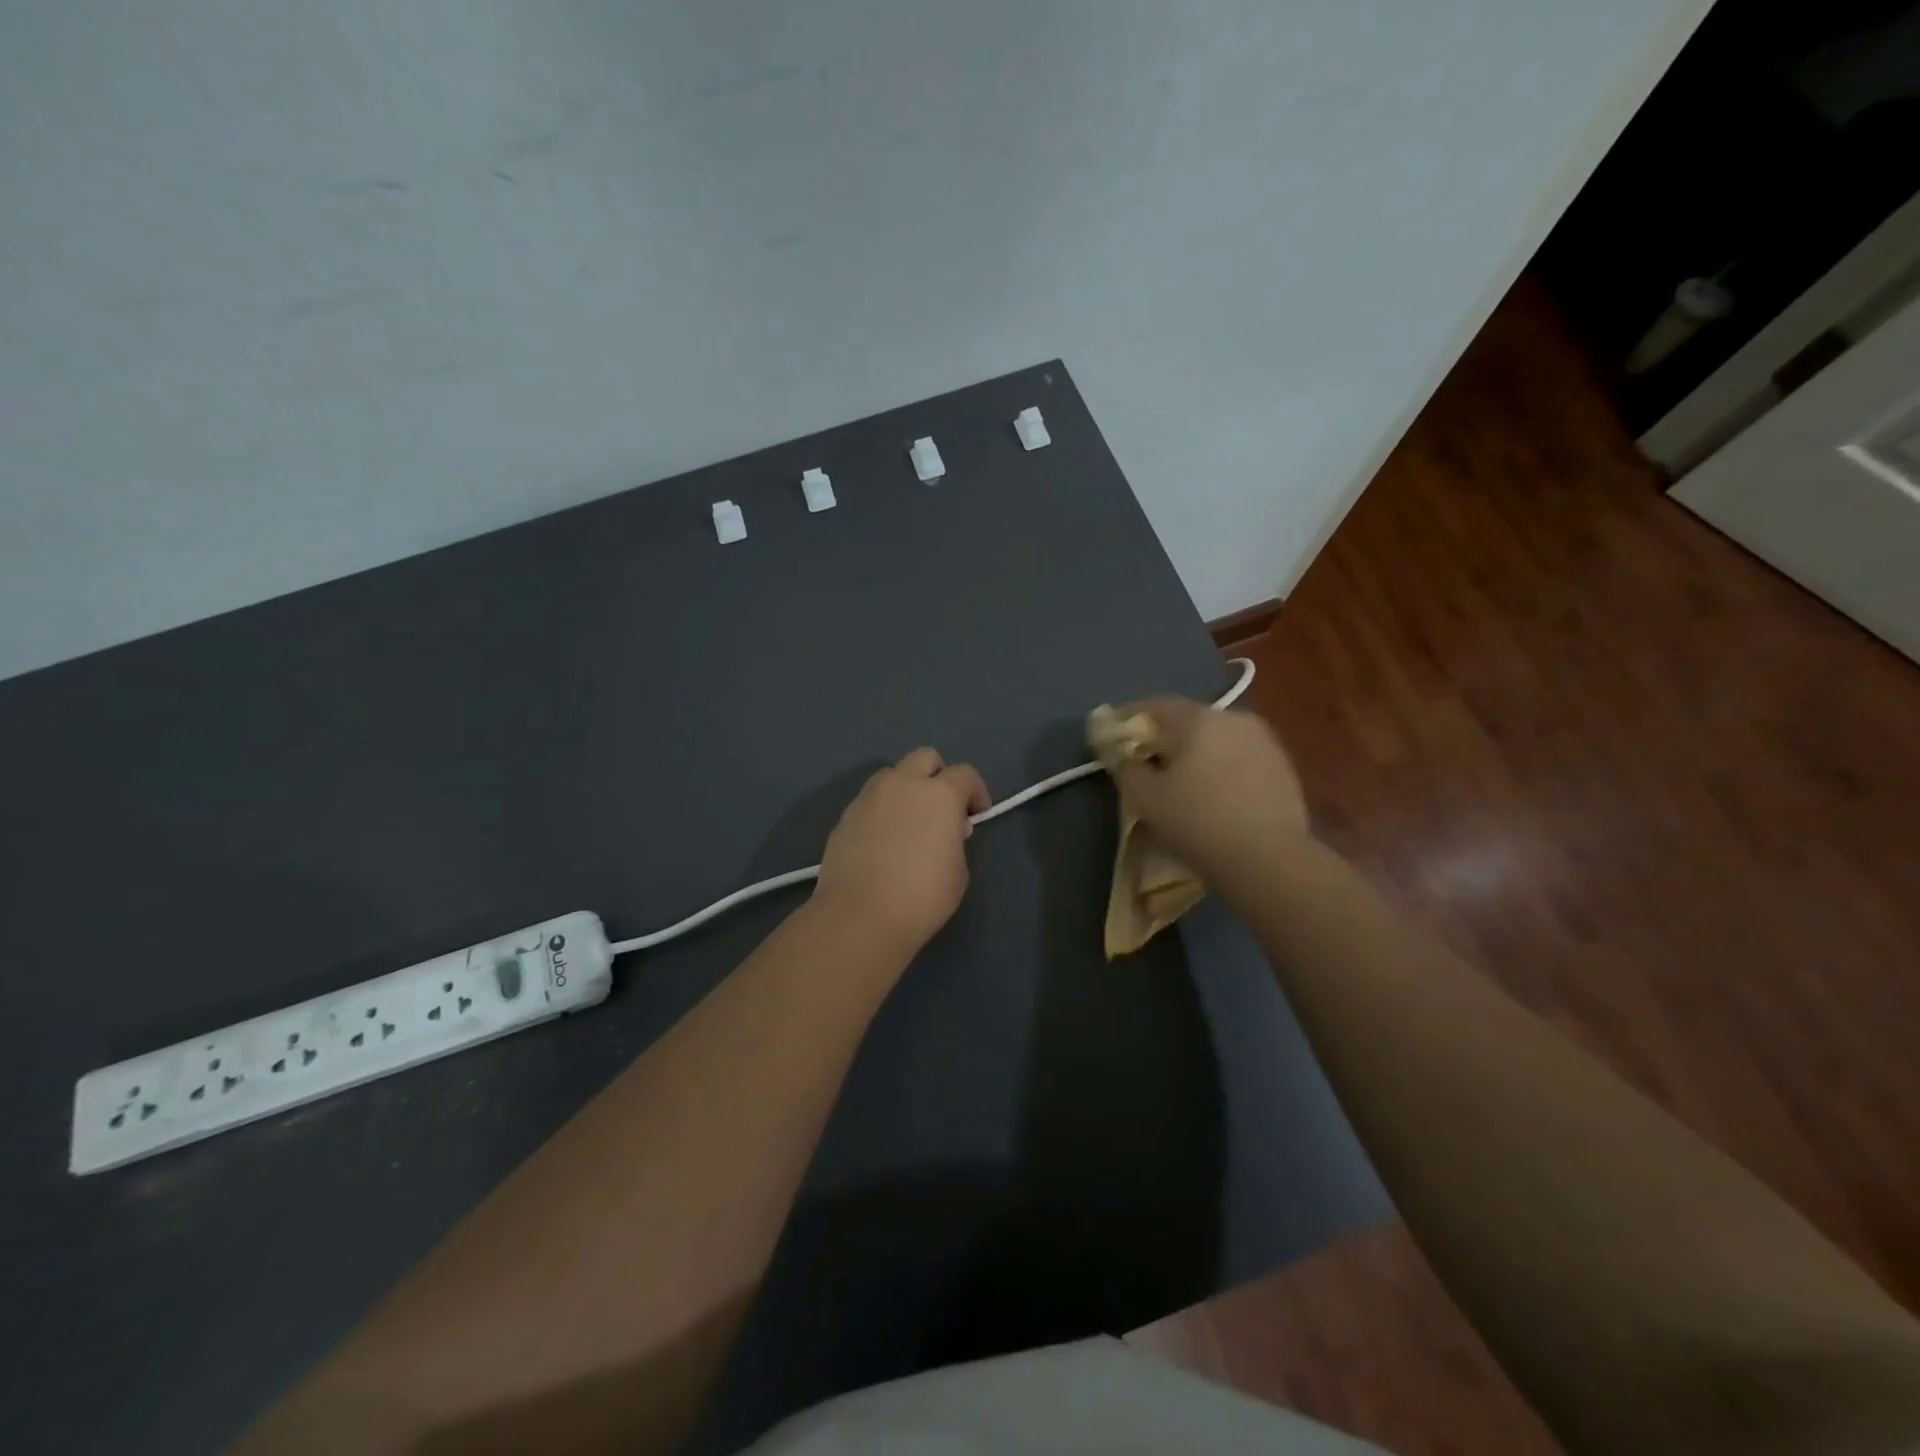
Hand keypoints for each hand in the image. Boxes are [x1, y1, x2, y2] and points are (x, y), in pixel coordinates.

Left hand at [814, 747, 991, 955]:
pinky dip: (882, 810)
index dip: (976, 792)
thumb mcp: (958, 871)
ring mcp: (869, 797)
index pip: (965, 774)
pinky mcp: (845, 816)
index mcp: (940, 794)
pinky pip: (870, 801)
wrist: (860, 916)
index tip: (977, 814)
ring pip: (892, 775)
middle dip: (938, 775)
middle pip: (925, 757)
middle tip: (942, 808)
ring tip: (909, 822)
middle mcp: (903, 784)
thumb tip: (946, 829)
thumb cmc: (922, 897)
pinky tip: (883, 841)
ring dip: (906, 789)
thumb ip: (955, 840)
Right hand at [1103, 698, 1309, 896]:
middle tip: (1146, 760)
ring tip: (1182, 779)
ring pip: (1217, 738)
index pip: (1154, 706)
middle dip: (1164, 737)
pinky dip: (1221, 767)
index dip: (1128, 719)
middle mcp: (1234, 718)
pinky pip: (1240, 757)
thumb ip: (1126, 768)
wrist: (1270, 859)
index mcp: (1198, 719)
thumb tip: (1121, 754)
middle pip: (1188, 720)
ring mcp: (1264, 740)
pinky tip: (1215, 793)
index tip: (1112, 736)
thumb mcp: (1146, 799)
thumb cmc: (1198, 822)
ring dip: (1196, 752)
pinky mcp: (1284, 766)